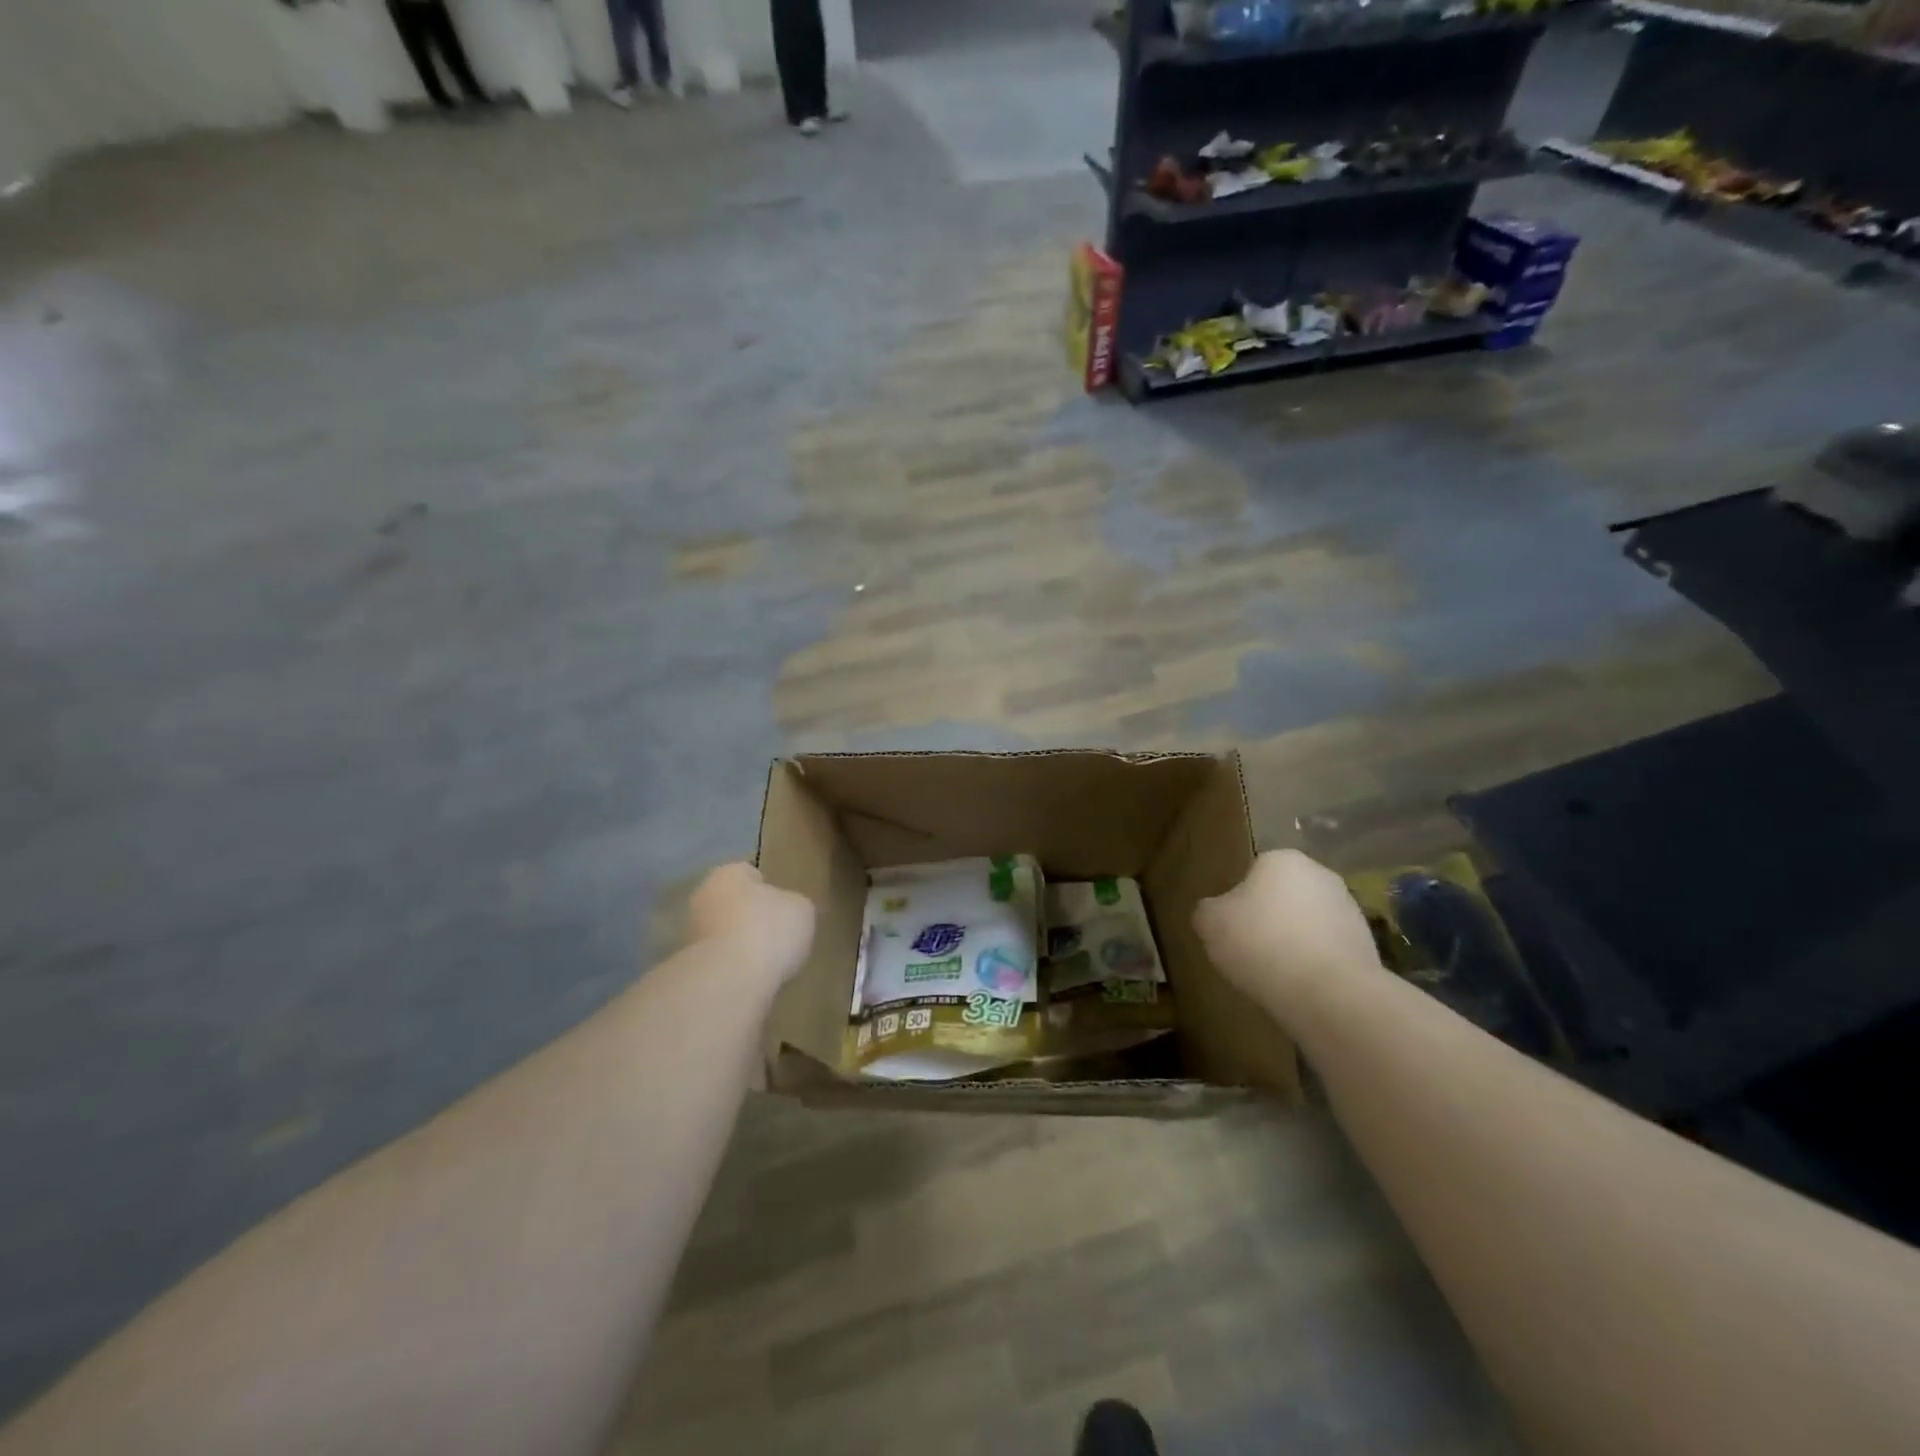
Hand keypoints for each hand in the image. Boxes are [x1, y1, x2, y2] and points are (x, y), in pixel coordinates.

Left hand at [687, 863, 815, 986]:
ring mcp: (690, 934)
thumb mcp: (801, 909)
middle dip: (748, 916)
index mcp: (728, 874)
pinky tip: (750, 979)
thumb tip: (787, 911)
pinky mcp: (688, 968)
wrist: (730, 981)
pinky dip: (731, 968)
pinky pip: (717, 962)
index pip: (747, 873)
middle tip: (775, 934)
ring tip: (765, 962)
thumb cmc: (769, 930)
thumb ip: (793, 904)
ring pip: (721, 934)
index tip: (782, 906)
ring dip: (738, 944)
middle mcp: (702, 898)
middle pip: (731, 903)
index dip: (767, 888)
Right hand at [1193, 850, 1380, 1006]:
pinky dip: (1316, 963)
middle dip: (1271, 917)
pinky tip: (1303, 986)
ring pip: (1309, 922)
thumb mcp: (1209, 922)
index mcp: (1282, 859)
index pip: (1253, 872)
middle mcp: (1321, 874)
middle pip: (1284, 895)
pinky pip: (1329, 949)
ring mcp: (1350, 909)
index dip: (1240, 900)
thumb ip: (1208, 910)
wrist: (1328, 993)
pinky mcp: (1368, 944)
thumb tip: (1215, 912)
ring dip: (1295, 940)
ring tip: (1277, 974)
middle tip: (1251, 949)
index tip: (1233, 927)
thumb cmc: (1260, 943)